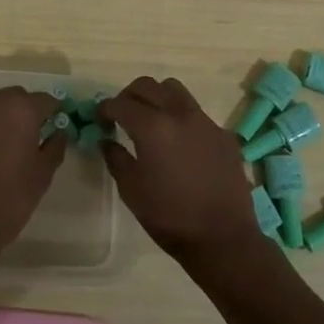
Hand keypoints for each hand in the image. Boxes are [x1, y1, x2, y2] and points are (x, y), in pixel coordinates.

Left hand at [0, 87, 65, 266]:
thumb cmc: (10, 197)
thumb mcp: (43, 174)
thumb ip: (55, 146)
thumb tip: (58, 132)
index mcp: (21, 108)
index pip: (46, 100)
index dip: (54, 112)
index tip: (58, 124)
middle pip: (17, 98)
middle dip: (27, 112)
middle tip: (33, 136)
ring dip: (3, 118)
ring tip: (9, 145)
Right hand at [99, 77, 273, 274]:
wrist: (222, 237)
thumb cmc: (169, 216)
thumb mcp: (131, 190)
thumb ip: (116, 158)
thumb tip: (107, 140)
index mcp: (152, 127)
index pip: (120, 103)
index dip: (105, 108)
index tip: (100, 119)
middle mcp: (179, 114)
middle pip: (147, 86)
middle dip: (129, 95)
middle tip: (121, 115)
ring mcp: (205, 121)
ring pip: (175, 90)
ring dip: (157, 97)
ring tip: (151, 119)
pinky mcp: (223, 133)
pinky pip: (196, 113)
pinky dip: (181, 117)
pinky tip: (180, 143)